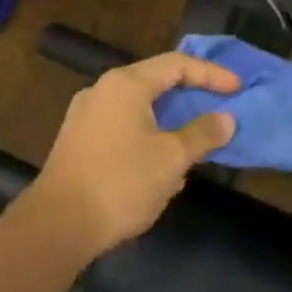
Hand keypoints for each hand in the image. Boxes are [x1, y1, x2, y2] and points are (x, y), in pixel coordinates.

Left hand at [24, 52, 238, 259]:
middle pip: (156, 82)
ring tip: (192, 143)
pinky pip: (121, 128)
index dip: (211, 74)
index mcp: (127, 84)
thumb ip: (202, 134)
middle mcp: (102, 90)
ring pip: (138, 108)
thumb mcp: (171, 159)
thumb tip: (226, 119)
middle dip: (189, 97)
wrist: (55, 227)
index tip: (237, 89)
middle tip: (217, 108)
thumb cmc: (120, 183)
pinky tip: (159, 169)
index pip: (177, 64)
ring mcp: (85, 116)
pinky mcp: (76, 143)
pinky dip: (147, 137)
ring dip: (169, 122)